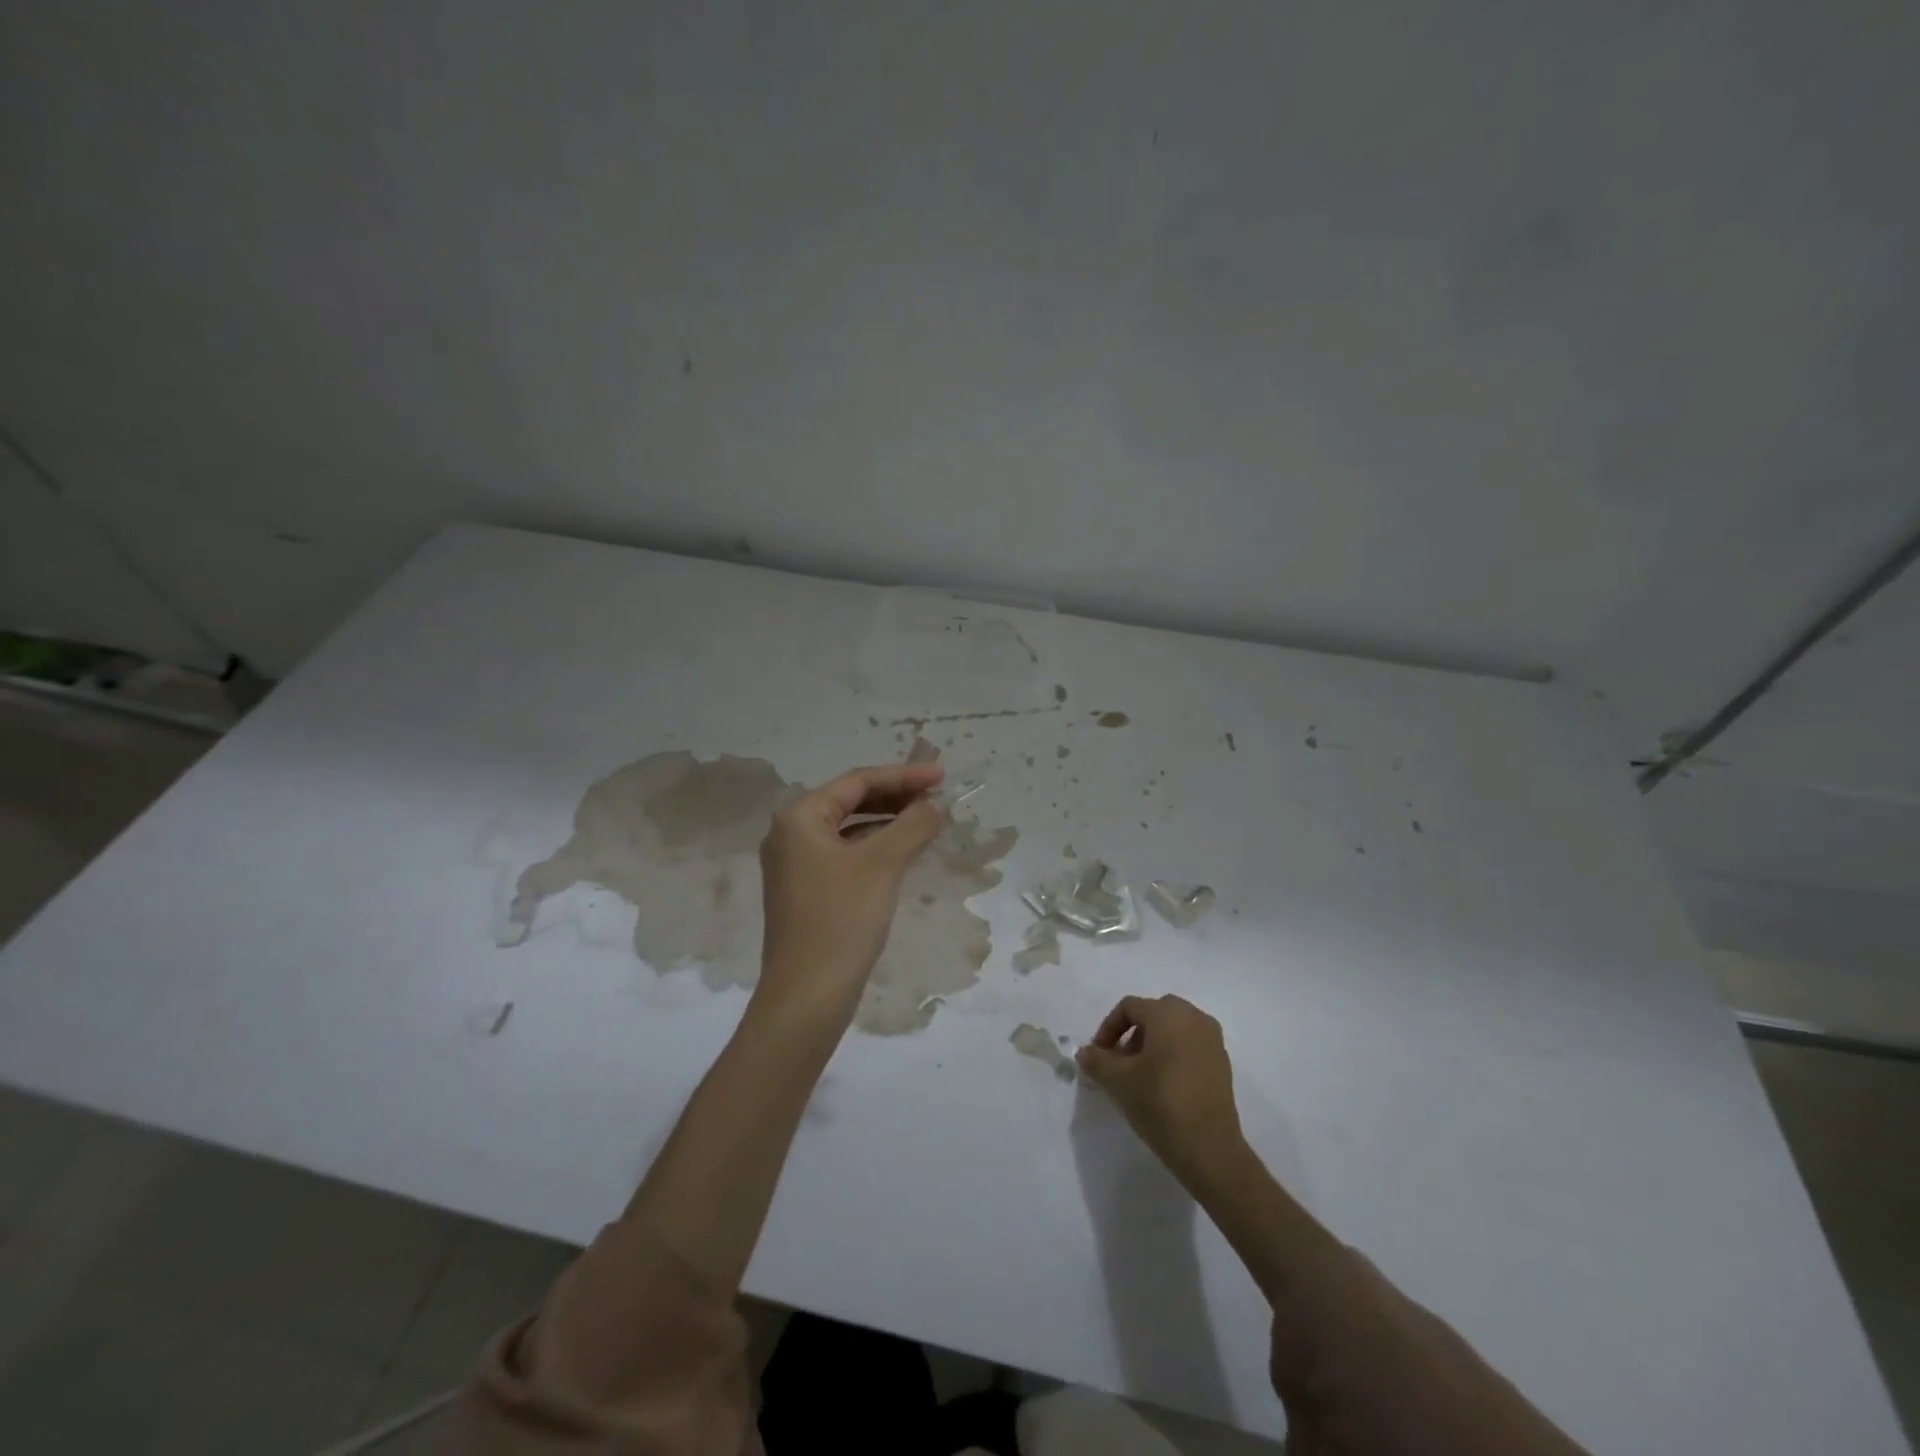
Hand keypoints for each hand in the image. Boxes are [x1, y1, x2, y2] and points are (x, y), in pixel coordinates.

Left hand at [754, 762, 945, 1025]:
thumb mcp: (883, 865)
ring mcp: (795, 865)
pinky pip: (845, 854)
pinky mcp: (806, 892)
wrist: (807, 996)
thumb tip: (934, 806)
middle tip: (937, 795)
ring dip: (887, 821)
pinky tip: (902, 853)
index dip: (903, 775)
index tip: (942, 774)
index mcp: (799, 817)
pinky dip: (875, 847)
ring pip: (849, 829)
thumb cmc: (841, 920)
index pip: (857, 782)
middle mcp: (790, 834)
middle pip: (850, 801)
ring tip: (927, 820)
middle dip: (895, 796)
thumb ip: (913, 826)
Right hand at [1077, 995, 1246, 1186]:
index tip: (1099, 1056)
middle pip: (1153, 1014)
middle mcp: (1194, 1017)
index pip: (1129, 1007)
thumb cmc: (1159, 1103)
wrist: (1209, 1148)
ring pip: (1173, 1029)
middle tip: (1119, 1063)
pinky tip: (1163, 1085)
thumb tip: (1084, 1052)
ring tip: (1139, 1075)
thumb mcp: (1118, 1081)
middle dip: (1131, 1034)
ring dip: (1152, 1045)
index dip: (1108, 1028)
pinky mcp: (1222, 1063)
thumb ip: (1096, 1060)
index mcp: (1168, 1013)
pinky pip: (1190, 1046)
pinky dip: (1173, 1055)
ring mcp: (1212, 1040)